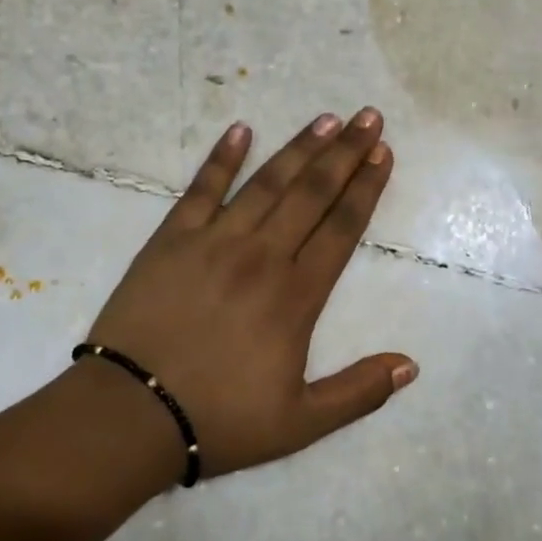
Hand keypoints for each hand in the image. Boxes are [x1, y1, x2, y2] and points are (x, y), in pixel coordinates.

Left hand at [84, 110, 416, 476]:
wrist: (130, 414)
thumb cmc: (219, 419)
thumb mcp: (301, 423)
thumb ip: (358, 392)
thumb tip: (410, 364)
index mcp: (296, 296)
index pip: (342, 229)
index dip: (366, 188)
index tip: (383, 154)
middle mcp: (262, 256)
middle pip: (312, 194)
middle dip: (345, 153)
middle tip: (369, 117)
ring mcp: (214, 241)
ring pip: (266, 183)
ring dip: (299, 148)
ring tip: (326, 119)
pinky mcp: (171, 239)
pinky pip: (201, 189)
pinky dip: (221, 158)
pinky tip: (240, 129)